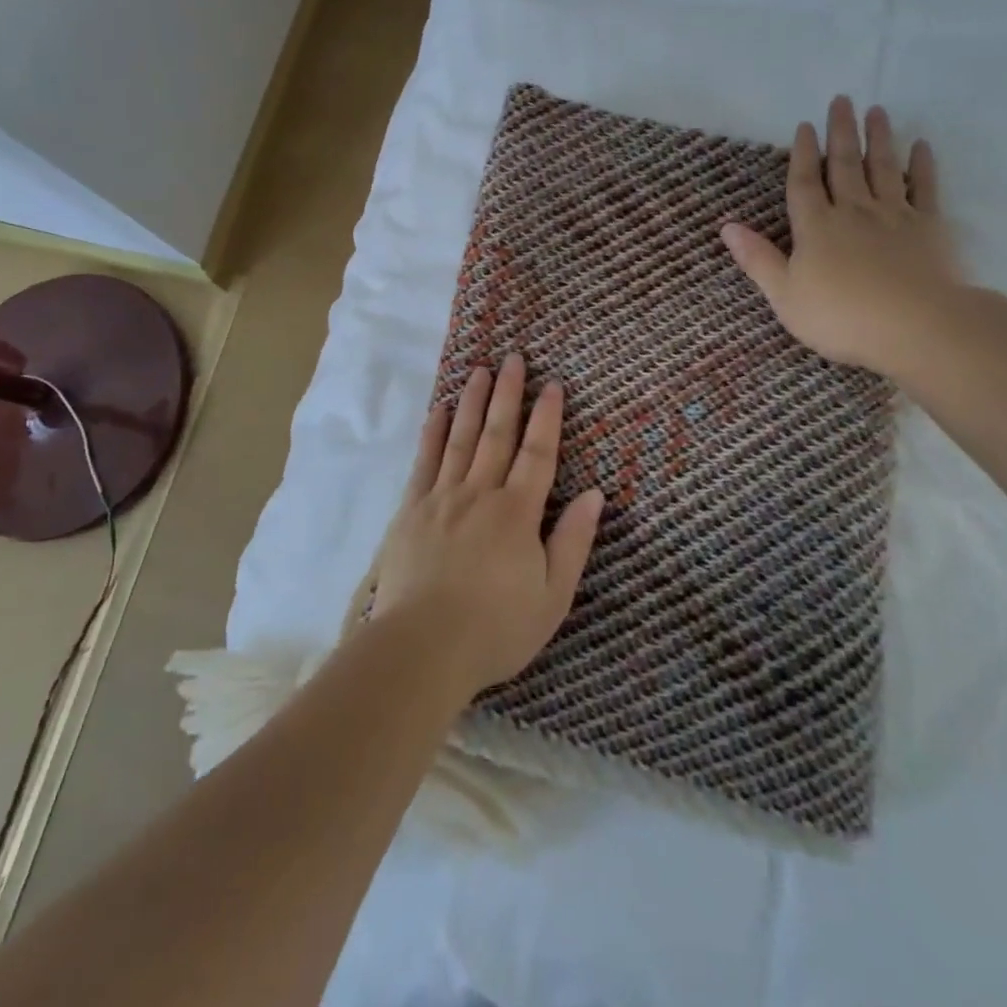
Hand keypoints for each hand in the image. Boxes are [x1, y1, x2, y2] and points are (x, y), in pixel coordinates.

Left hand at [371, 354, 604, 698]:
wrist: (423, 648)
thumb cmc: (496, 628)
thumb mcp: (553, 595)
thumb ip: (573, 541)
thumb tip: (595, 494)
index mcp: (518, 513)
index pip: (538, 453)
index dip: (548, 417)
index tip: (553, 384)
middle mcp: (480, 493)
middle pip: (497, 434)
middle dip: (508, 394)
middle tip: (513, 358)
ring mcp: (442, 498)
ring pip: (460, 439)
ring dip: (471, 402)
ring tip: (479, 370)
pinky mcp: (411, 511)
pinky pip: (424, 462)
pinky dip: (432, 433)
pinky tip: (437, 411)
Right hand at [722, 95, 961, 375]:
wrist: (915, 326)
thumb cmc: (841, 317)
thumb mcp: (785, 295)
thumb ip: (758, 260)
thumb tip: (726, 227)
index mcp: (815, 228)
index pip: (804, 183)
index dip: (802, 154)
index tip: (805, 126)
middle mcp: (853, 211)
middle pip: (844, 165)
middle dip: (840, 132)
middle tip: (842, 100)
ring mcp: (893, 215)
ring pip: (882, 168)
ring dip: (877, 138)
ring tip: (876, 110)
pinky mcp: (928, 227)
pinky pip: (924, 188)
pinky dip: (922, 165)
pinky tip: (920, 146)